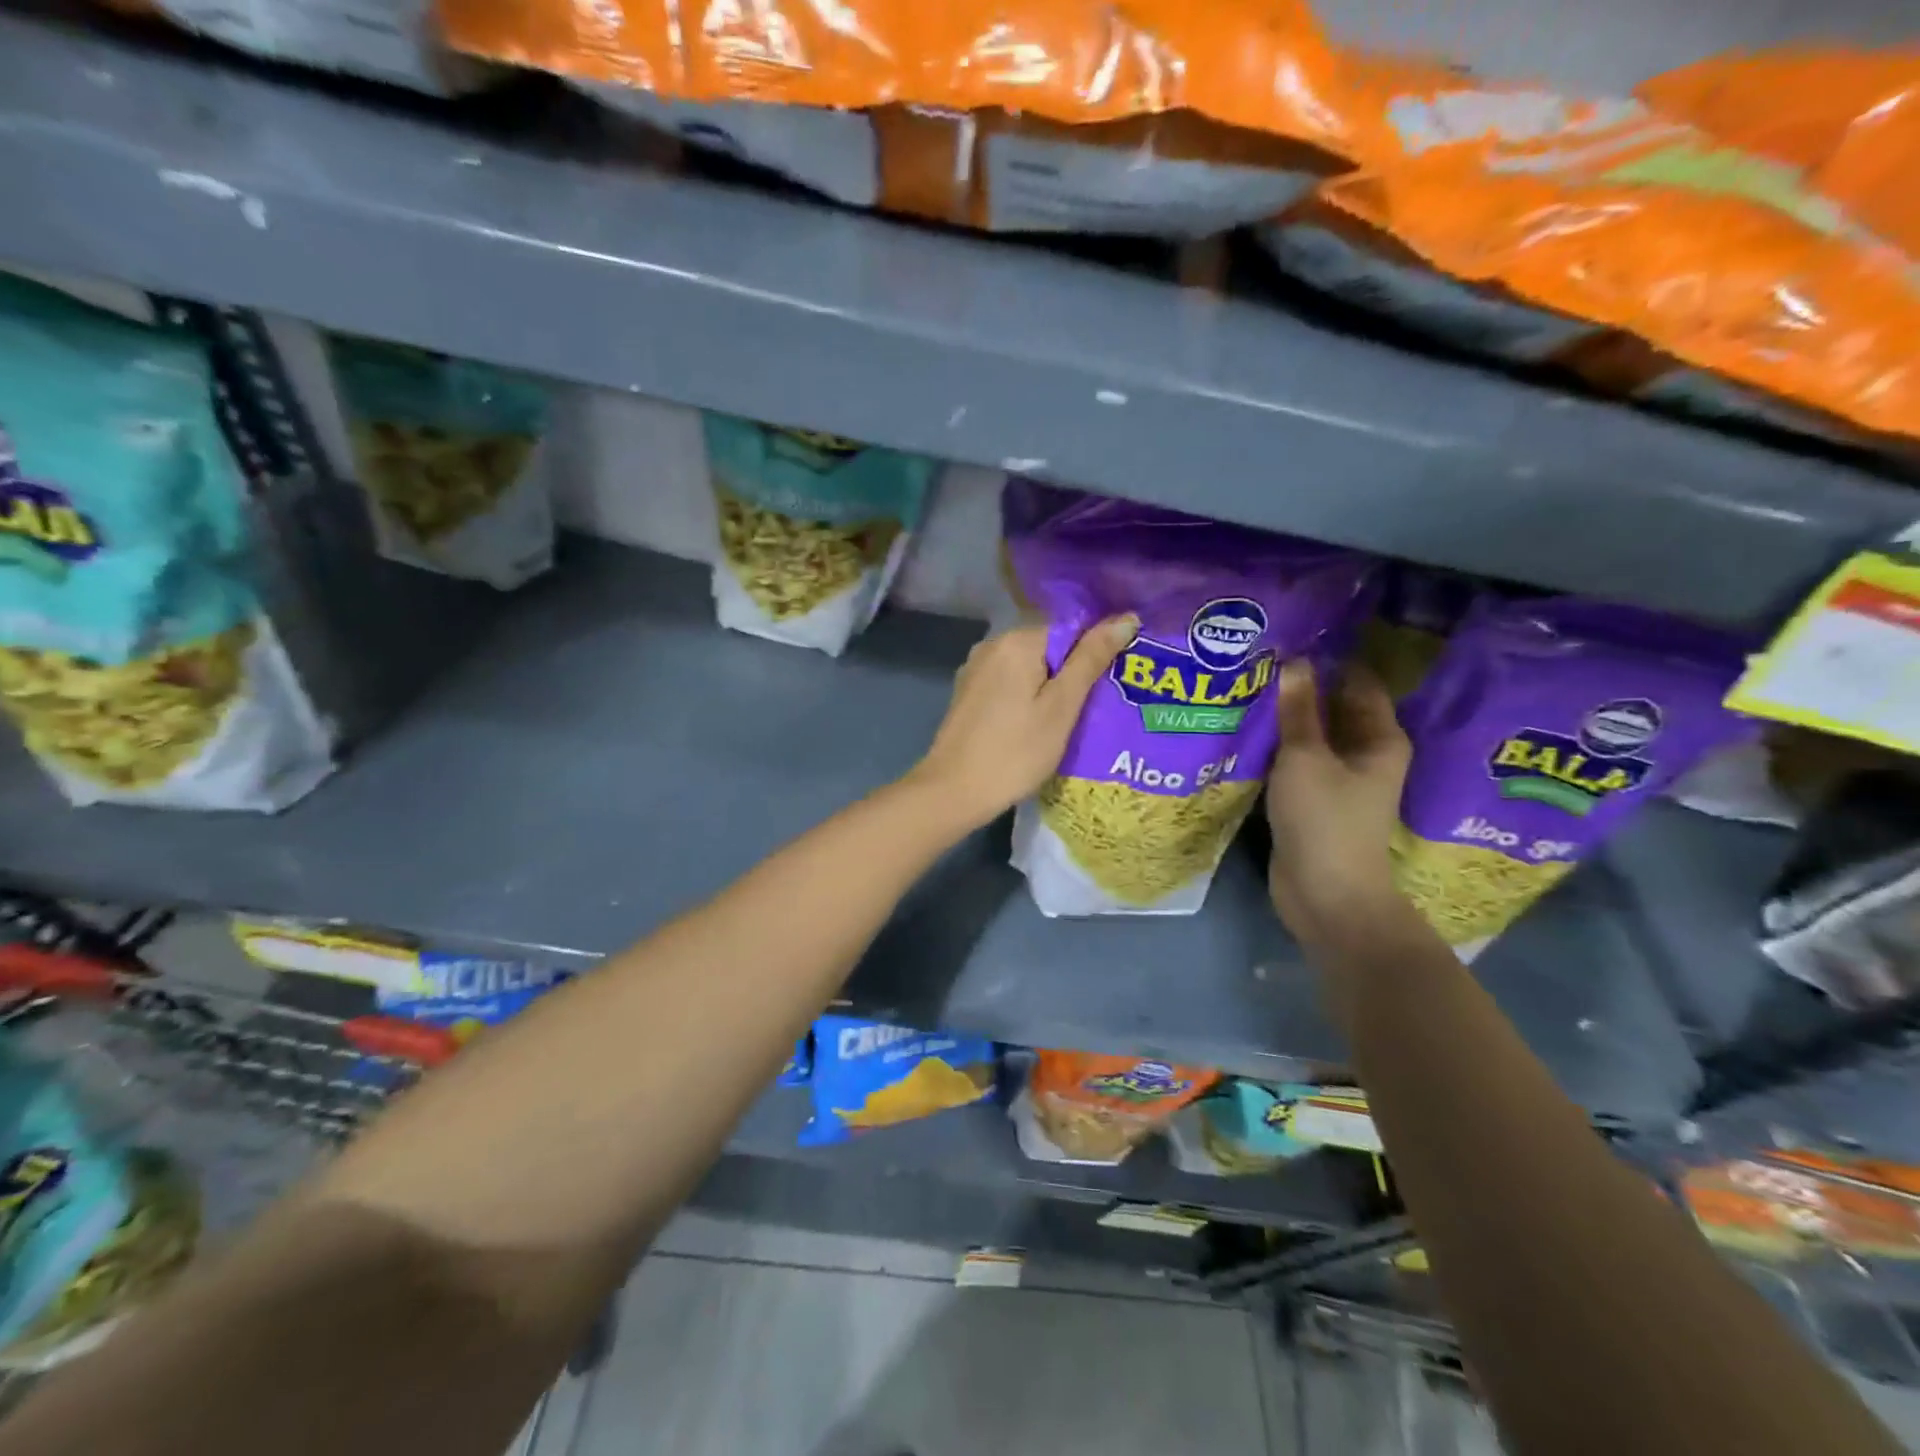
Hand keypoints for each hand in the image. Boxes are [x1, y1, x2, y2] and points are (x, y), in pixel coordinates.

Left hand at [903, 616, 1137, 830]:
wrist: (953, 792)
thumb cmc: (1016, 752)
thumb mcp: (1062, 707)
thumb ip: (1091, 659)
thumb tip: (1126, 618)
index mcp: (1017, 640)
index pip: (1071, 628)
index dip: (1096, 653)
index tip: (1113, 683)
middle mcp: (992, 644)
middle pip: (1048, 647)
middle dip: (1074, 672)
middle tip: (1098, 707)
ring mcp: (975, 669)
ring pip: (1028, 667)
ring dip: (1051, 687)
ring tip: (1072, 720)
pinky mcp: (968, 693)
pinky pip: (1009, 684)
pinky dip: (1027, 697)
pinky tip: (1037, 725)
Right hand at [1265, 659, 1414, 951]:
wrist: (1325, 894)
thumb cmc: (1324, 820)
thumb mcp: (1306, 758)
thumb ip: (1298, 711)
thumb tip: (1294, 661)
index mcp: (1378, 738)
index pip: (1357, 682)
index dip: (1329, 659)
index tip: (1289, 638)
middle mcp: (1364, 754)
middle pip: (1332, 708)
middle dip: (1299, 687)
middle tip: (1256, 660)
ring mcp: (1337, 779)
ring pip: (1309, 737)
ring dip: (1283, 719)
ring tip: (1244, 689)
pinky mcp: (1312, 800)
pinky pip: (1294, 762)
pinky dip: (1274, 748)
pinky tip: (1244, 732)